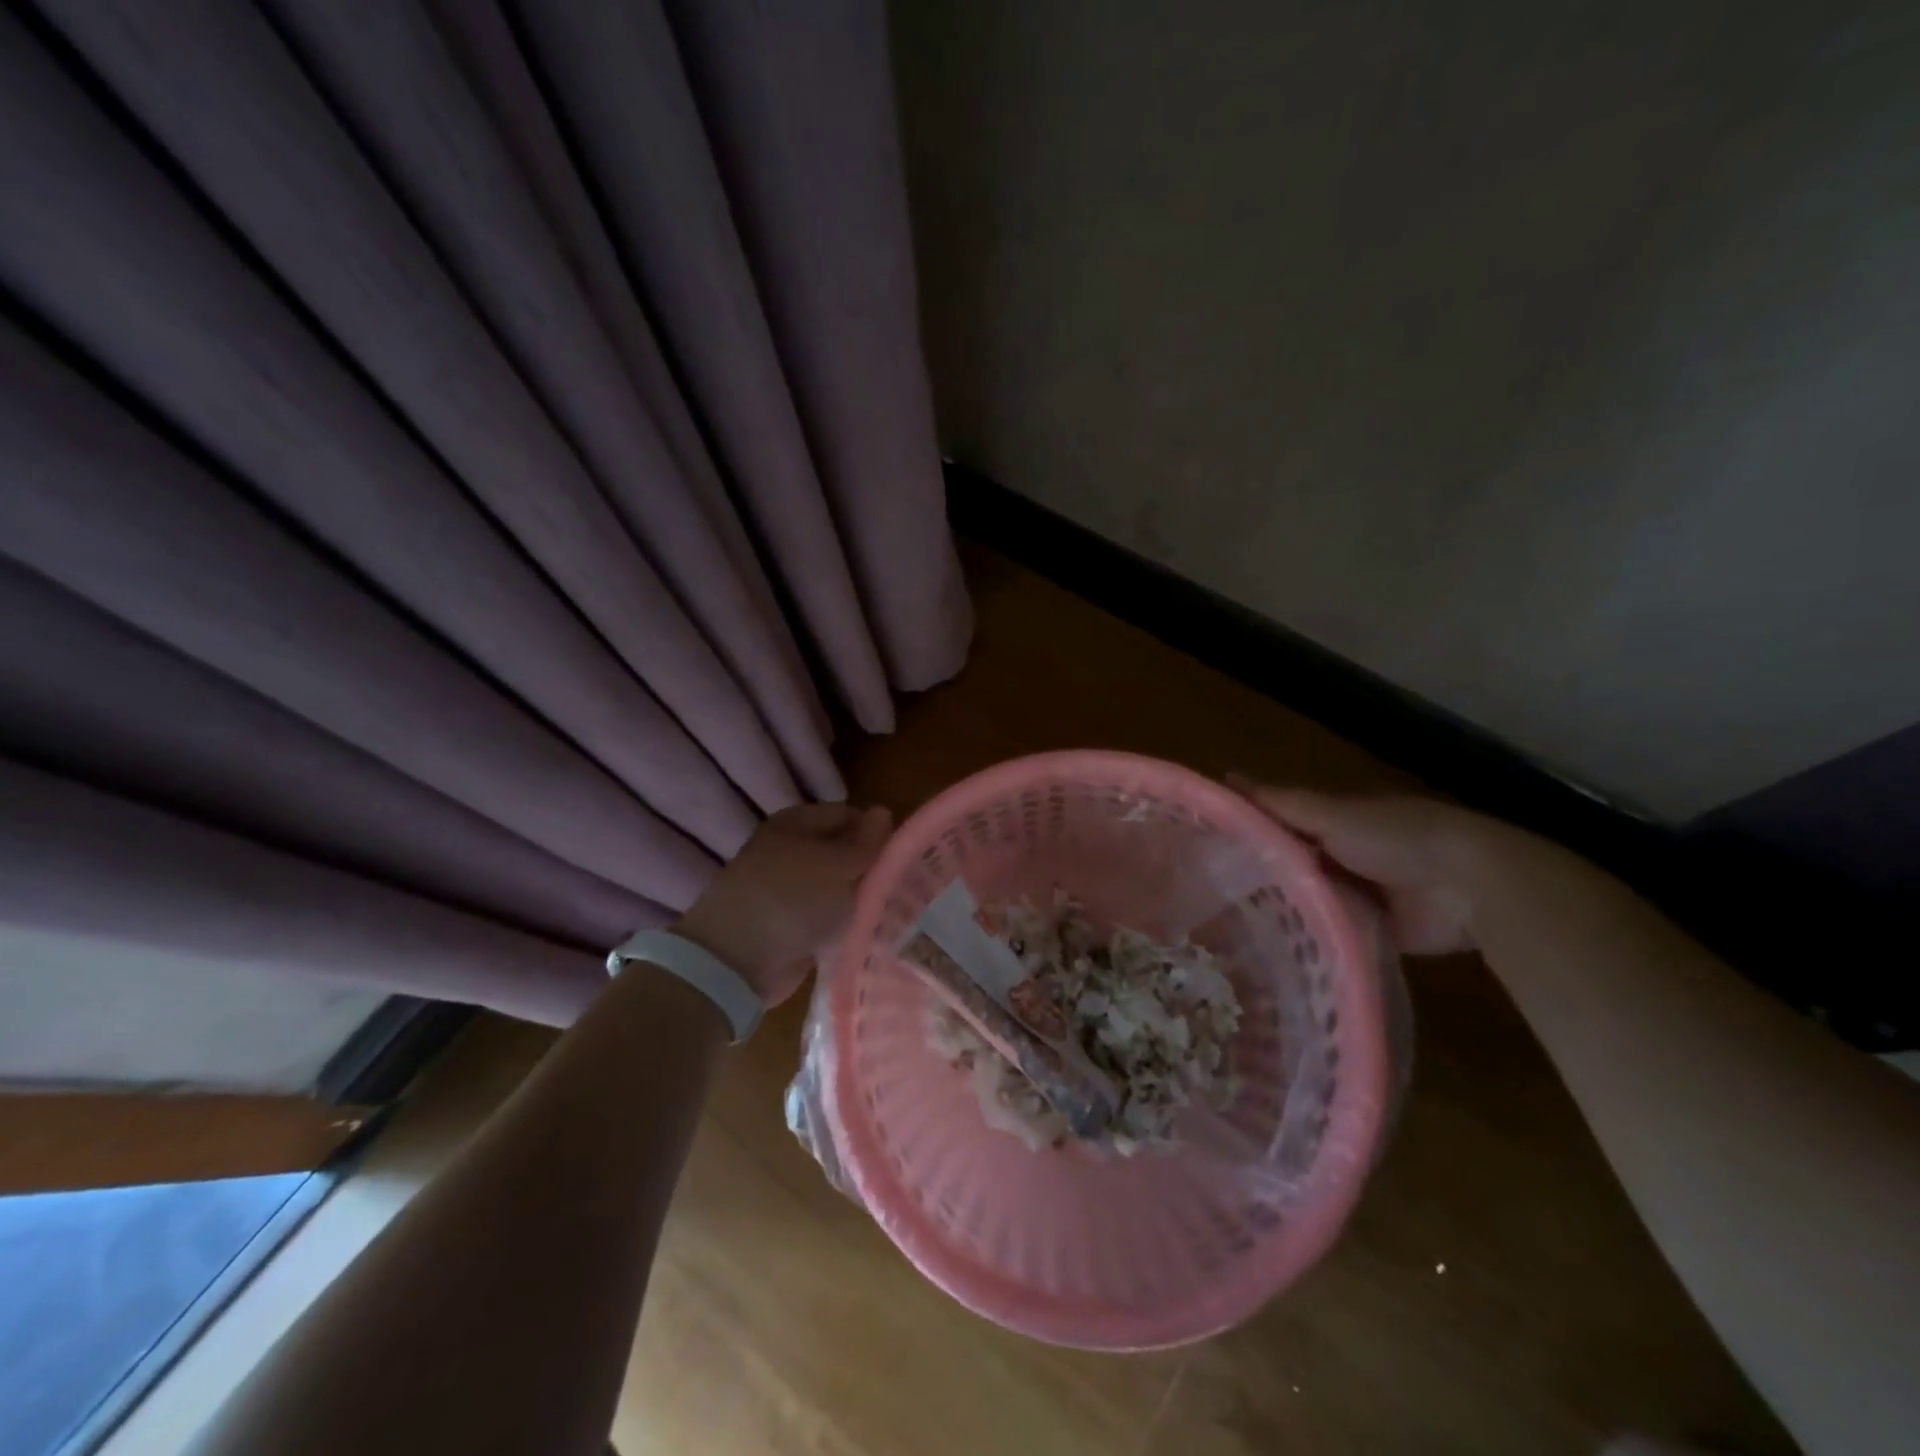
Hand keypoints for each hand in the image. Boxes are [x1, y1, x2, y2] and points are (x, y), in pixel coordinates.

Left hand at [672, 802, 892, 1006]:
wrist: (736, 961)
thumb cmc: (791, 899)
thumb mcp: (837, 865)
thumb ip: (866, 842)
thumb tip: (883, 811)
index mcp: (796, 823)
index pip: (847, 814)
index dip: (875, 832)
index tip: (900, 857)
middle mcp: (790, 851)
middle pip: (842, 851)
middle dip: (869, 867)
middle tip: (899, 887)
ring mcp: (788, 890)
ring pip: (837, 886)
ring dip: (859, 898)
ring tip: (889, 912)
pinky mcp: (789, 924)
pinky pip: (826, 917)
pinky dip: (843, 924)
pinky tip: (866, 933)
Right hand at [1227, 779, 1506, 954]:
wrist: (1467, 885)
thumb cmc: (1393, 836)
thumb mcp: (1329, 814)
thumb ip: (1279, 804)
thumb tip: (1225, 777)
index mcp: (1329, 822)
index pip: (1274, 824)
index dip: (1240, 832)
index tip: (1199, 847)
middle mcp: (1338, 855)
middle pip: (1286, 864)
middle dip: (1253, 876)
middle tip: (1203, 897)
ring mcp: (1356, 895)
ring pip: (1305, 900)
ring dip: (1278, 910)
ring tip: (1224, 928)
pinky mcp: (1371, 932)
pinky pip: (1330, 934)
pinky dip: (1309, 938)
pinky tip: (1269, 950)